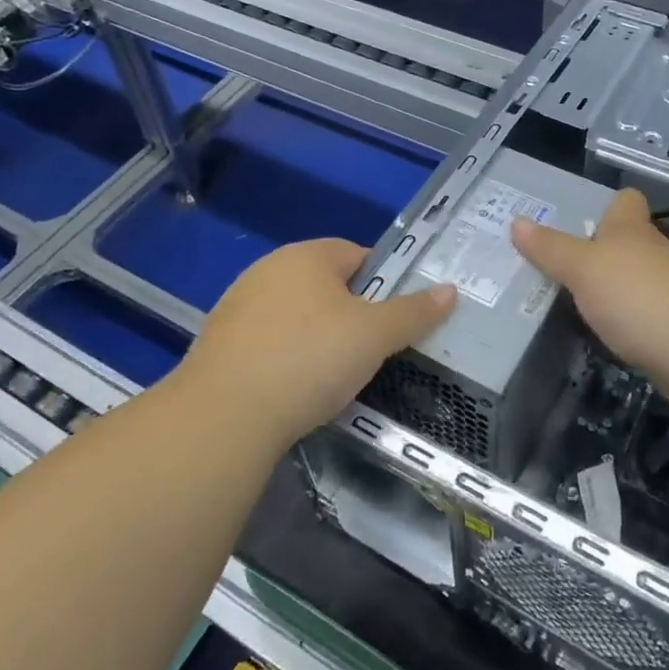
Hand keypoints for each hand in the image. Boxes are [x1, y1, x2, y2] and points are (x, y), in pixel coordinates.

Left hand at [182, 238, 455, 447]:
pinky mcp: (218, 344)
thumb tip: (450, 290)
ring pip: (296, 315)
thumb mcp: (374, 336)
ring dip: (317, 337)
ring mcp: (238, 306)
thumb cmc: (309, 359)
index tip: (396, 318)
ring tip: (335, 376)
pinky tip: (295, 391)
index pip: (357, 254)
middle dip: (351, 313)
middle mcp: (268, 270)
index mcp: (306, 256)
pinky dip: (287, 359)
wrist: (223, 416)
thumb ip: (413, 312)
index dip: (383, 281)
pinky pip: (269, 343)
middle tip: (371, 350)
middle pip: (325, 284)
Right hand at [511, 188, 668, 400]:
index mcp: (631, 229)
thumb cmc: (636, 297)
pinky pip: (638, 310)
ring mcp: (667, 288)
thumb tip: (516, 221)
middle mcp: (652, 251)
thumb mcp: (583, 269)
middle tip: (552, 261)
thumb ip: (550, 248)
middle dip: (595, 248)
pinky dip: (620, 315)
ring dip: (607, 284)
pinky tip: (598, 329)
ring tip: (566, 296)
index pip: (625, 201)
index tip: (576, 216)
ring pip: (631, 276)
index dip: (604, 204)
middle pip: (625, 240)